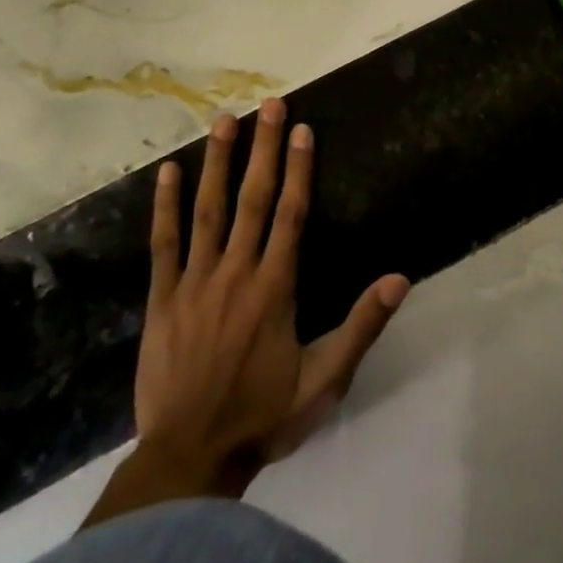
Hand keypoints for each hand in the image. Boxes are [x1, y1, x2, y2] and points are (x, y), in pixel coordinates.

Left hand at [88, 100, 408, 523]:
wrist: (190, 457)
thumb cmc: (265, 416)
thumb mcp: (326, 380)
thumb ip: (361, 326)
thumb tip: (399, 278)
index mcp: (275, 288)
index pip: (291, 214)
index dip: (299, 169)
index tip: (302, 130)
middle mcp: (236, 273)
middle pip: (253, 200)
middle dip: (264, 149)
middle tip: (269, 105)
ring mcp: (195, 283)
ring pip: (208, 211)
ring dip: (217, 163)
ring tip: (223, 121)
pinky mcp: (163, 299)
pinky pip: (164, 244)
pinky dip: (165, 207)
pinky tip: (167, 173)